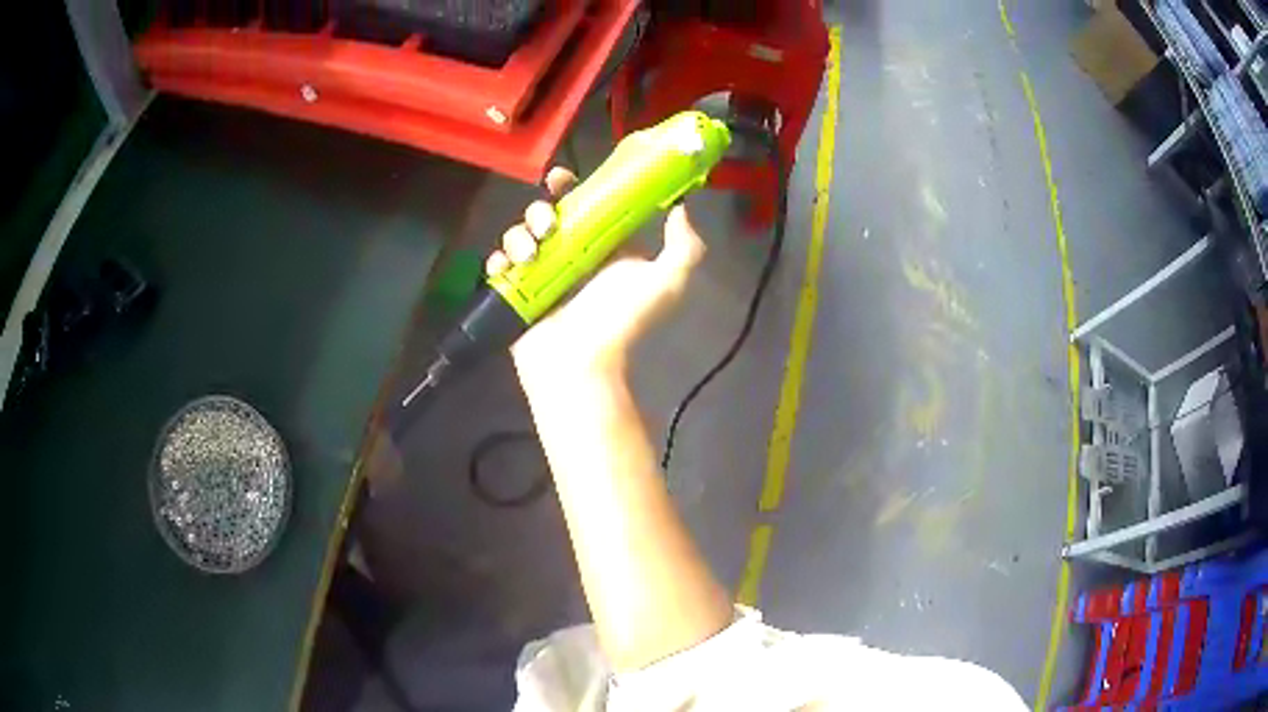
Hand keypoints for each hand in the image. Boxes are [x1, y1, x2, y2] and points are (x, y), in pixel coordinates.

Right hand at [486, 167, 705, 385]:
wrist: (578, 364)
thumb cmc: (621, 320)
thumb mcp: (666, 282)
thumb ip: (683, 248)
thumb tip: (681, 208)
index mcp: (604, 248)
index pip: (585, 205)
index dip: (571, 187)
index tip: (560, 179)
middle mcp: (572, 256)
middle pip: (546, 214)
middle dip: (540, 210)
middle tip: (547, 226)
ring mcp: (541, 274)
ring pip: (521, 234)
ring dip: (520, 235)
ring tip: (530, 256)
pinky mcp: (516, 292)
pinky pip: (499, 263)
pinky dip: (498, 260)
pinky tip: (508, 268)